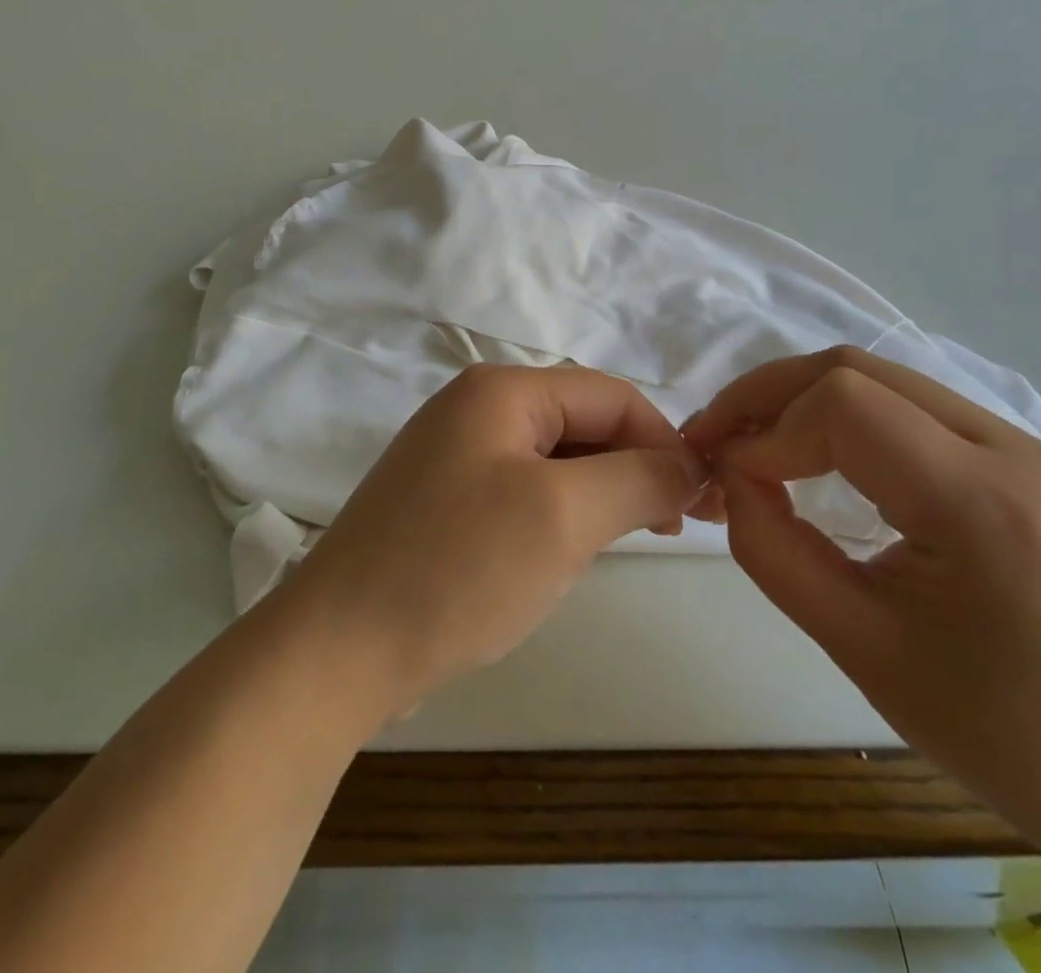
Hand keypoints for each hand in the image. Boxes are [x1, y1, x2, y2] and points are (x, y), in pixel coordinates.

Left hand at [278, 365, 705, 720]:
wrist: (338, 650)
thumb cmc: (458, 569)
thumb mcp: (564, 516)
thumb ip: (639, 478)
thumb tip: (689, 462)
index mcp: (500, 390)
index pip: (610, 396)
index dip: (664, 441)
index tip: (702, 502)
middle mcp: (473, 407)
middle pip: (580, 423)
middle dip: (632, 469)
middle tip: (673, 528)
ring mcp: (452, 454)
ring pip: (553, 460)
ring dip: (597, 494)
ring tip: (622, 541)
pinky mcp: (442, 500)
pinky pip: (520, 491)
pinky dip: (557, 514)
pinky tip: (562, 554)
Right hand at [684, 346, 1040, 853]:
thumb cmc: (999, 733)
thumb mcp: (859, 649)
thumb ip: (773, 550)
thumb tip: (728, 477)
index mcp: (988, 508)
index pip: (846, 405)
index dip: (766, 428)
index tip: (726, 479)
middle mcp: (1017, 452)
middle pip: (858, 369)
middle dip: (767, 395)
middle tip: (714, 438)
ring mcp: (1030, 446)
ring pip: (882, 378)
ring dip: (801, 400)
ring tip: (751, 443)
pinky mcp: (1026, 455)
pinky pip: (911, 406)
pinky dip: (843, 416)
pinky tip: (816, 454)